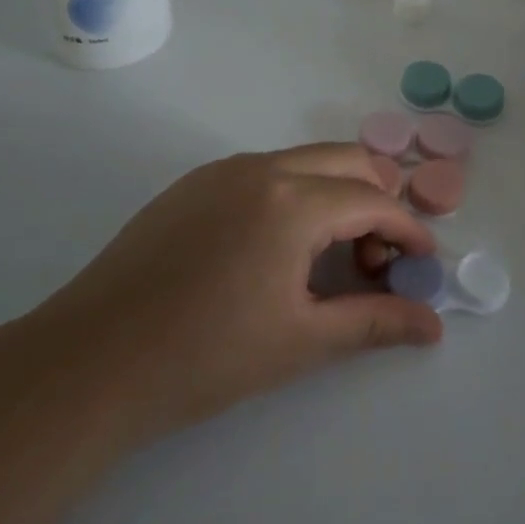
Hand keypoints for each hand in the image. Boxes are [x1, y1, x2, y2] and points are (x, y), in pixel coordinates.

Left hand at [30, 143, 441, 440]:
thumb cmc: (205, 357)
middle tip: (375, 258)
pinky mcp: (193, 184)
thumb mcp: (301, 341)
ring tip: (330, 256)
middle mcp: (261, 168)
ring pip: (305, 161)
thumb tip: (434, 325)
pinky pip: (265, 171)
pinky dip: (295, 194)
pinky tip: (278, 249)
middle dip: (377, 200)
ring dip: (336, 194)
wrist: (90, 362)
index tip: (422, 263)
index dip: (407, 231)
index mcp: (292, 202)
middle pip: (347, 161)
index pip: (373, 201)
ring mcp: (222, 170)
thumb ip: (374, 323)